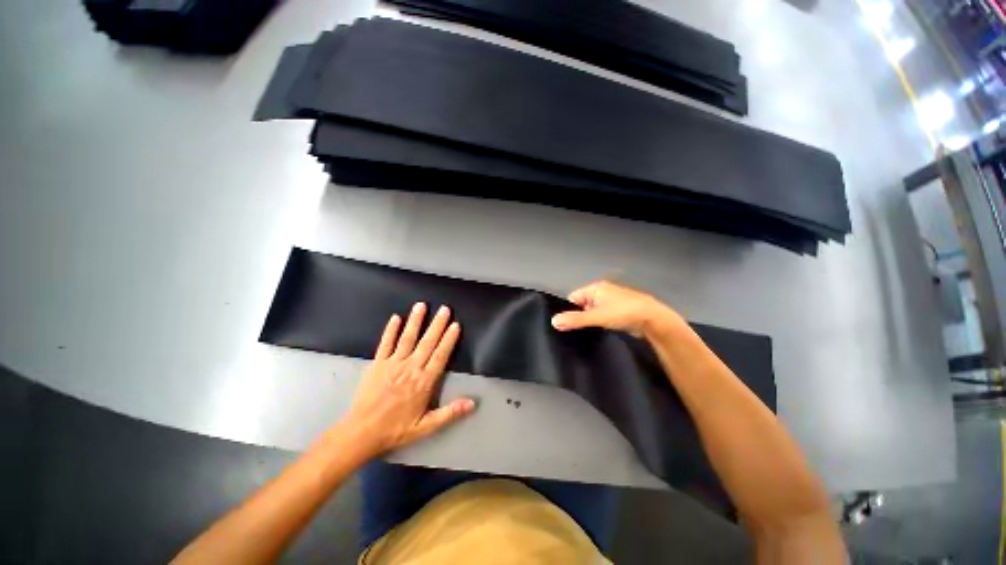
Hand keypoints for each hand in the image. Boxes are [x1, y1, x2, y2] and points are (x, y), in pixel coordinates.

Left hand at [343, 303, 474, 456]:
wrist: (362, 432)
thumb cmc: (396, 429)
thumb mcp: (426, 427)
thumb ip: (450, 413)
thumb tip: (472, 403)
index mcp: (424, 382)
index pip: (440, 356)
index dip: (449, 339)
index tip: (455, 325)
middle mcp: (411, 368)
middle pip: (427, 342)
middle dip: (437, 324)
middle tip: (444, 308)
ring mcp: (393, 364)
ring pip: (407, 338)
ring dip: (416, 321)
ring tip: (421, 305)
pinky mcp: (377, 364)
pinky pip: (385, 343)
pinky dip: (391, 330)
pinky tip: (396, 318)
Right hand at [551, 280, 682, 335]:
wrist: (654, 320)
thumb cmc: (623, 313)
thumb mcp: (596, 316)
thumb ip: (575, 320)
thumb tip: (553, 321)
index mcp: (595, 288)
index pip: (573, 298)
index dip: (568, 310)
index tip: (566, 325)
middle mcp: (601, 293)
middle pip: (581, 305)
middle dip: (578, 317)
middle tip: (574, 332)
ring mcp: (610, 303)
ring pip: (592, 313)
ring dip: (589, 322)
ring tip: (584, 335)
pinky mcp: (617, 313)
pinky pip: (601, 318)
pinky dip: (598, 325)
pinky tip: (596, 334)